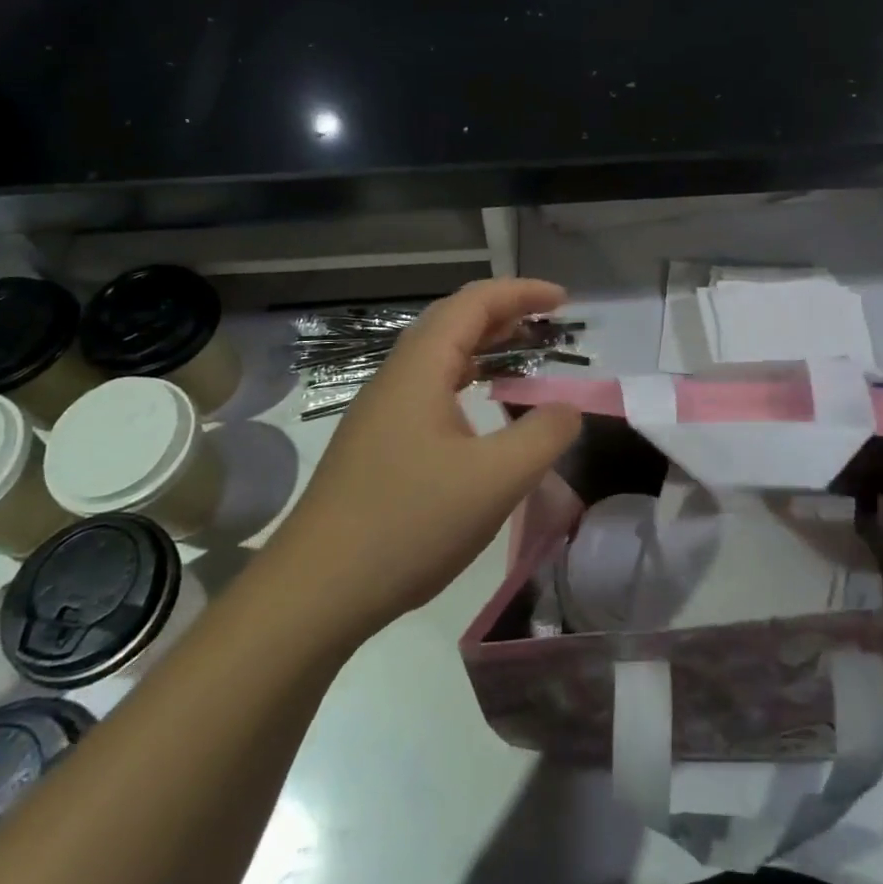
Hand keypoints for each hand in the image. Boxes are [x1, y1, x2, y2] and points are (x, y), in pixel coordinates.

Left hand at [275, 279, 582, 648]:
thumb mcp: (494, 481)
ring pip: (438, 356)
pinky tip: (481, 411)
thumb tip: (568, 408)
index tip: (564, 302)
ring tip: (523, 357)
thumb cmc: (408, 525)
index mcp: (420, 369)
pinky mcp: (376, 443)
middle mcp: (396, 377)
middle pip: (453, 321)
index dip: (521, 292)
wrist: (314, 592)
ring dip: (483, 346)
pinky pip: (428, 388)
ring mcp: (380, 411)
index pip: (474, 303)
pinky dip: (466, 380)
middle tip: (549, 325)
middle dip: (504, 312)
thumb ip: (543, 436)